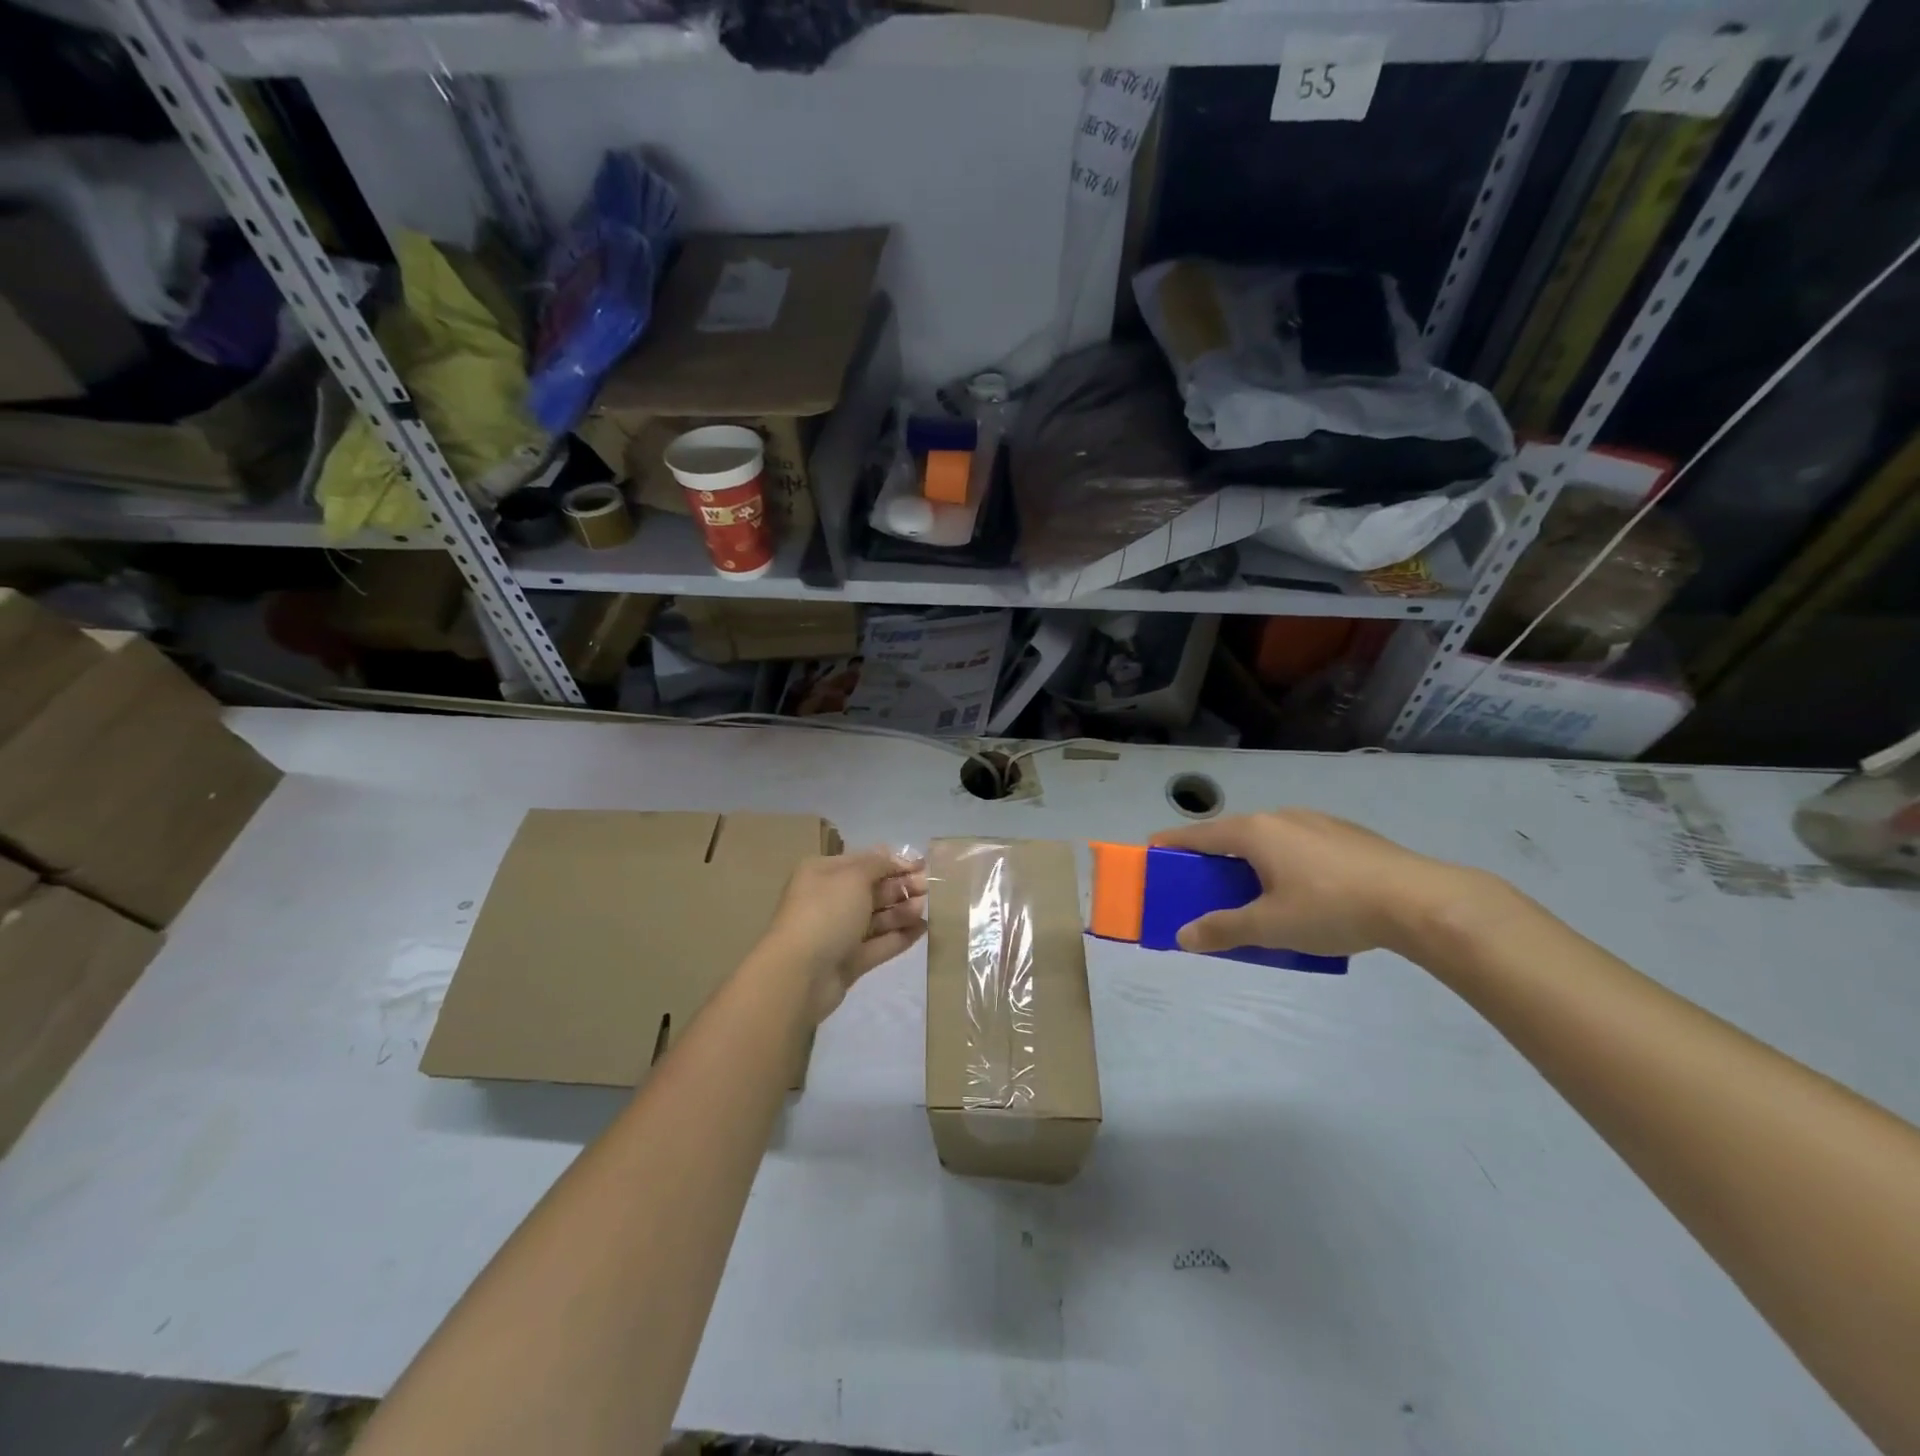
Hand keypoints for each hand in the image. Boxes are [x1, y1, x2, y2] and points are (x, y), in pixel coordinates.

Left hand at [762, 848, 927, 1021]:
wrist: (800, 974)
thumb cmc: (825, 913)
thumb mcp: (853, 877)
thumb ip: (878, 864)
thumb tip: (895, 857)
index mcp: (823, 874)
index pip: (864, 861)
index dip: (893, 862)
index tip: (922, 865)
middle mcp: (829, 900)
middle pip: (872, 889)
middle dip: (900, 887)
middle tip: (928, 888)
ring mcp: (839, 933)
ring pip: (877, 918)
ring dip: (902, 911)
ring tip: (925, 909)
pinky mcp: (849, 961)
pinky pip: (879, 944)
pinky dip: (899, 936)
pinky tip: (922, 930)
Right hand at [1151, 810, 1486, 958]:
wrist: (1420, 900)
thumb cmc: (1332, 908)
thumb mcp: (1270, 927)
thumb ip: (1223, 930)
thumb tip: (1183, 937)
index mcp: (1255, 832)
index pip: (1199, 835)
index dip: (1172, 844)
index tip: (1151, 853)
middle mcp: (1281, 816)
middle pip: (1233, 835)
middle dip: (1214, 859)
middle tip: (1206, 887)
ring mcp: (1317, 821)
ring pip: (1269, 839)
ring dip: (1252, 862)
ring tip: (1257, 895)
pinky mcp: (1347, 834)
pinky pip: (1299, 845)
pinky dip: (1285, 862)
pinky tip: (1305, 893)